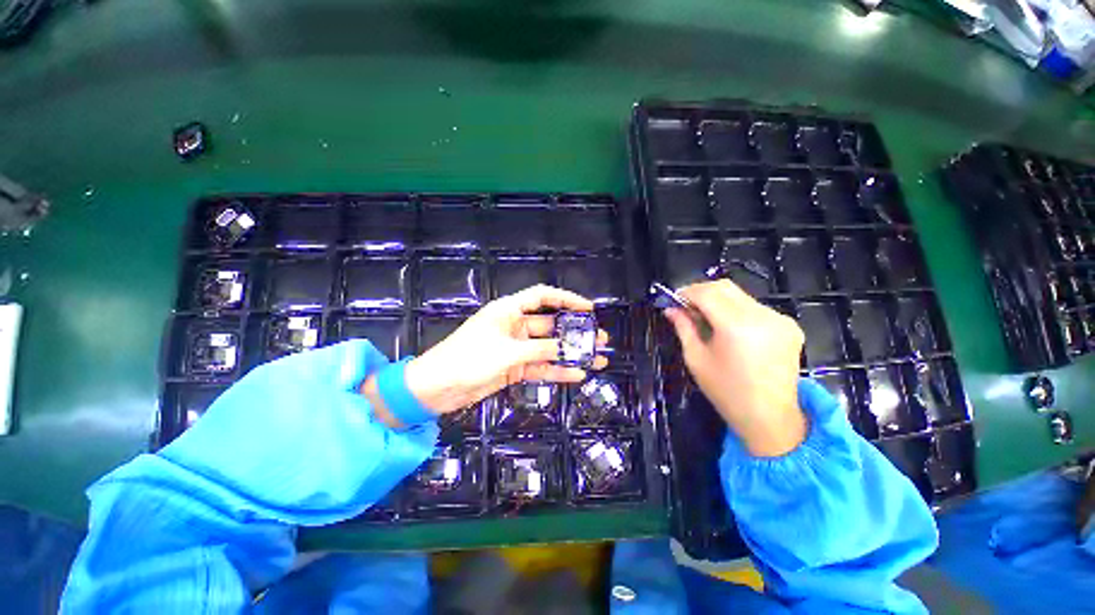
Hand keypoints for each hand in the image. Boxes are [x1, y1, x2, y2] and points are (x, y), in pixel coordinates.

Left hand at [364, 285, 607, 422]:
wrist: (438, 388)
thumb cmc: (468, 359)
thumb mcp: (507, 352)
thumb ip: (539, 349)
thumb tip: (566, 348)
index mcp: (509, 311)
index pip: (543, 297)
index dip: (566, 299)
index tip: (588, 308)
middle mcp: (515, 326)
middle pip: (551, 325)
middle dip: (575, 331)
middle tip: (599, 337)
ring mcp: (516, 348)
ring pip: (549, 348)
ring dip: (570, 353)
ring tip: (597, 357)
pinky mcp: (514, 367)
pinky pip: (540, 367)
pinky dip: (557, 370)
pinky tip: (576, 374)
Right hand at [663, 280, 806, 456]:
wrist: (770, 418)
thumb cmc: (726, 392)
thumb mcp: (696, 359)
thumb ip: (683, 328)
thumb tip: (670, 308)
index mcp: (737, 327)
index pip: (707, 293)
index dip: (686, 292)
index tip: (673, 299)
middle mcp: (763, 316)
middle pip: (725, 287)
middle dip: (701, 292)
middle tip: (686, 307)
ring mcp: (780, 319)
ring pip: (740, 295)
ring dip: (719, 301)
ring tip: (706, 319)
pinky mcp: (790, 325)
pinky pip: (755, 307)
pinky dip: (737, 310)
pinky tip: (730, 329)